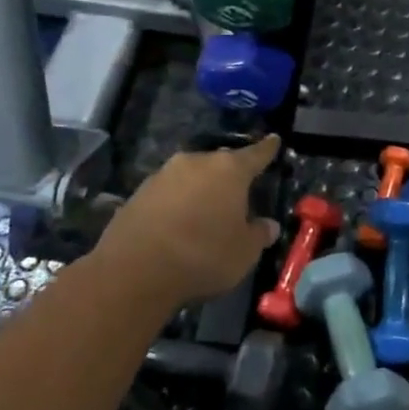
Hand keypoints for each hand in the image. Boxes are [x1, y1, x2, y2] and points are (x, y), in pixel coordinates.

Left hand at [87, 136, 282, 308]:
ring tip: (206, 211)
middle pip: (221, 163)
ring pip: (192, 176)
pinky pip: (169, 192)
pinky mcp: (139, 192)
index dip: (267, 149)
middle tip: (238, 191)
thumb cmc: (203, 255)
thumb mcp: (244, 252)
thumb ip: (259, 234)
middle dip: (230, 175)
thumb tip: (269, 226)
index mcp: (230, 170)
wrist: (134, 271)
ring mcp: (164, 174)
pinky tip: (178, 223)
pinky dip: (177, 202)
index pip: (256, 154)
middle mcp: (197, 162)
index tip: (274, 139)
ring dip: (201, 189)